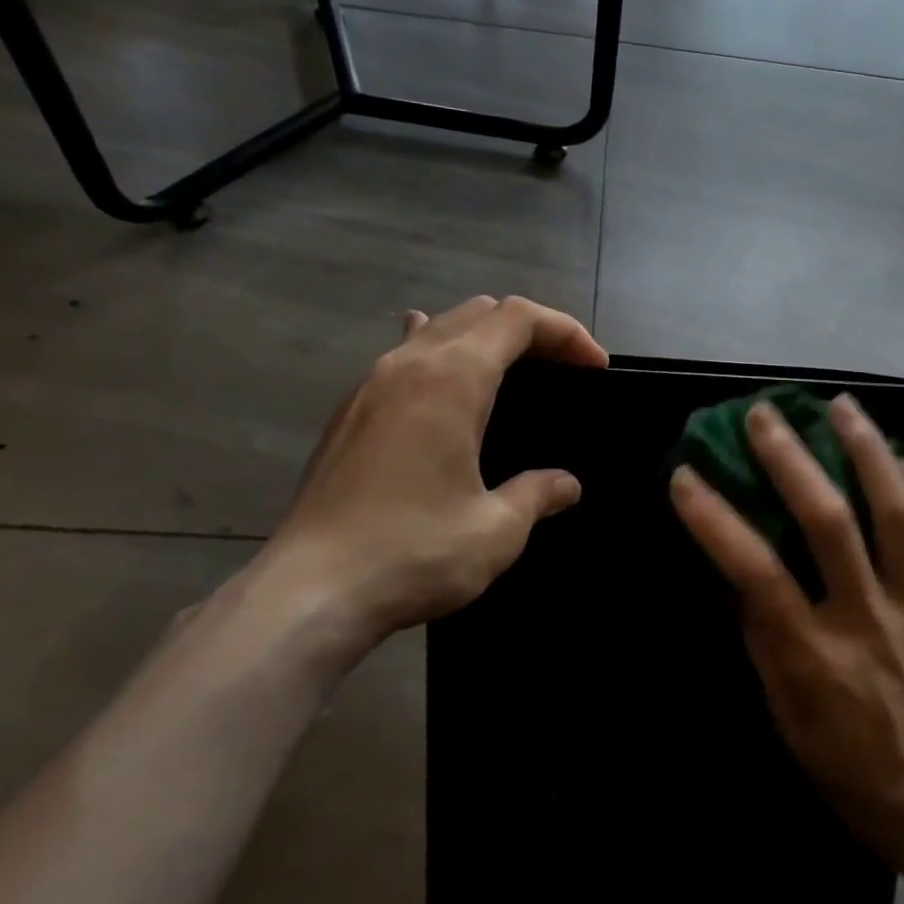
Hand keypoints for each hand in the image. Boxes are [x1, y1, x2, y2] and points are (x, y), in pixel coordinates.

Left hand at [244, 296, 607, 678]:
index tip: (595, 368)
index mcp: (452, 379)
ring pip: (437, 327)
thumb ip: (537, 494)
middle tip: (561, 370)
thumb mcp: (496, 530)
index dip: (565, 331)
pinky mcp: (349, 411)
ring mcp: (371, 384)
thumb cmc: (412, 553)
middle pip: (479, 311)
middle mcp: (408, 364)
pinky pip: (403, 355)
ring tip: (510, 373)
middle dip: (530, 330)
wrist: (308, 592)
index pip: (518, 318)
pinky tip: (443, 388)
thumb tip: (566, 485)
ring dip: (483, 337)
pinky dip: (440, 356)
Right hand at [670, 394, 903, 883]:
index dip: (715, 519)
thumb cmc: (849, 768)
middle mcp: (867, 618)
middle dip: (792, 459)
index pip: (755, 572)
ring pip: (898, 513)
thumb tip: (739, 574)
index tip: (685, 476)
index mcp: (814, 655)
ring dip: (867, 451)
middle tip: (765, 414)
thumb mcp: (785, 717)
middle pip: (829, 522)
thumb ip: (763, 640)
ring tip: (841, 407)